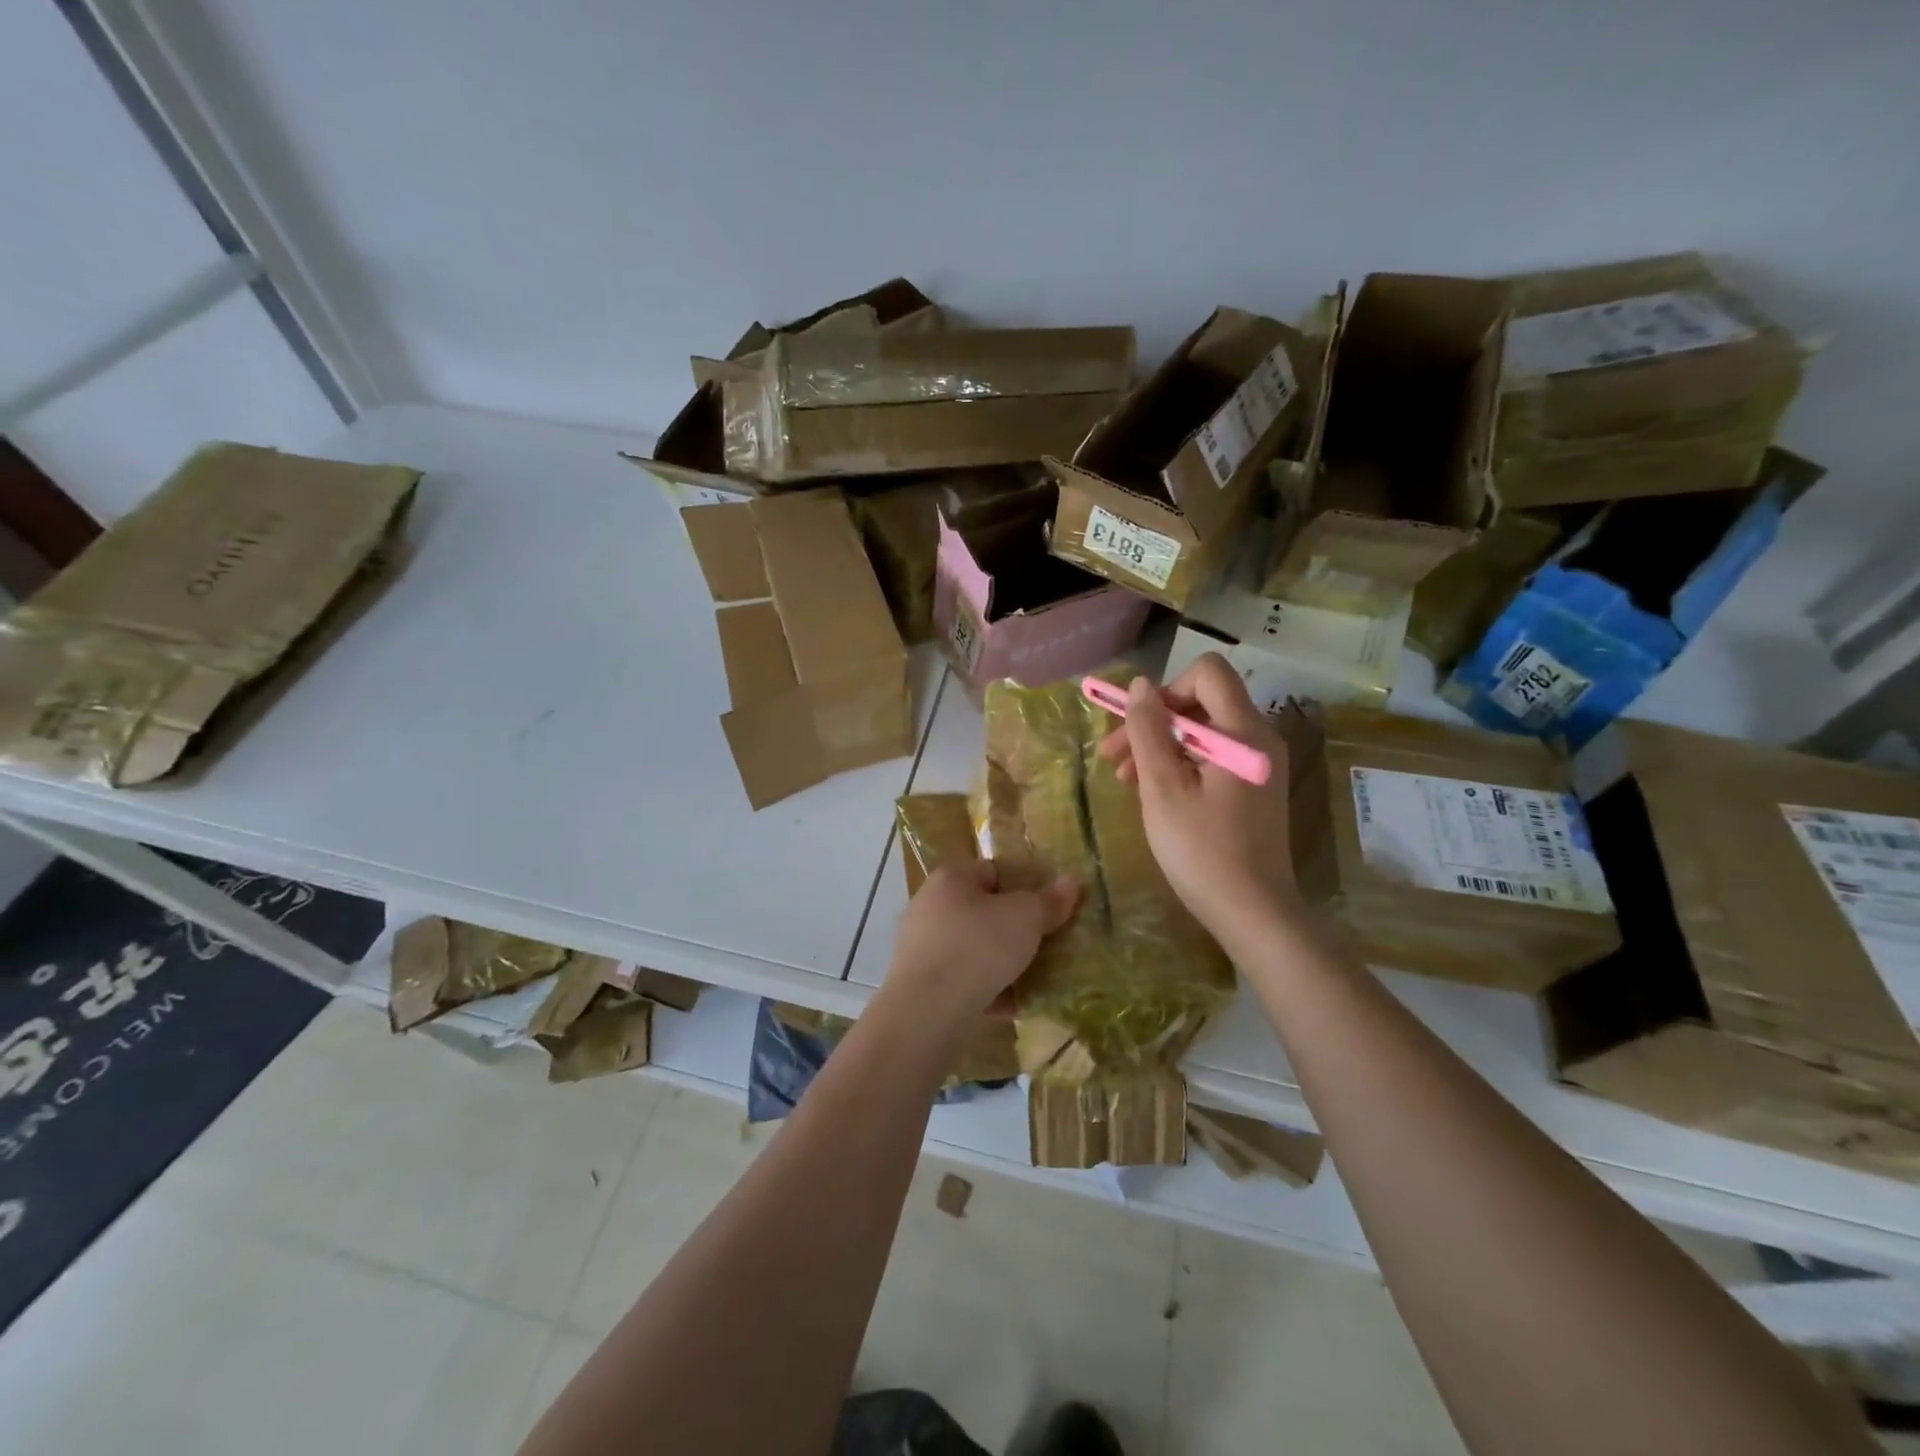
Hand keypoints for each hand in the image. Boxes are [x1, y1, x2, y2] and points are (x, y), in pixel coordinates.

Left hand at [882, 860, 1078, 1029]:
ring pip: (972, 950)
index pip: (992, 872)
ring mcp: (920, 947)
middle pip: (982, 912)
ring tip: (1033, 978)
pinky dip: (985, 991)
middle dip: (1012, 930)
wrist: (927, 1011)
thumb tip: (1071, 881)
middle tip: (1043, 945)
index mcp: (950, 879)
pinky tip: (1012, 1006)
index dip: (1023, 887)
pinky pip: (961, 981)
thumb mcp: (1025, 919)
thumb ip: (1048, 901)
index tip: (1046, 909)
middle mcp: (929, 906)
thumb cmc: (978, 947)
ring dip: (1000, 964)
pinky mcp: (919, 984)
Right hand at [1096, 653, 1298, 949]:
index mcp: (1243, 733)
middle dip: (1154, 723)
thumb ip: (1148, 731)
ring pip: (1204, 732)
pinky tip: (1156, 794)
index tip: (1137, 727)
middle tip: (1113, 759)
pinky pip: (1215, 757)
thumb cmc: (1202, 852)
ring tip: (1126, 781)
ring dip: (1162, 747)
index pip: (1207, 673)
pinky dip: (1182, 765)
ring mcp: (1261, 765)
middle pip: (1202, 703)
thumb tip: (1140, 685)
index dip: (1166, 690)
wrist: (1254, 914)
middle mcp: (1260, 739)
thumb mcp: (1163, 789)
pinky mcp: (1256, 787)